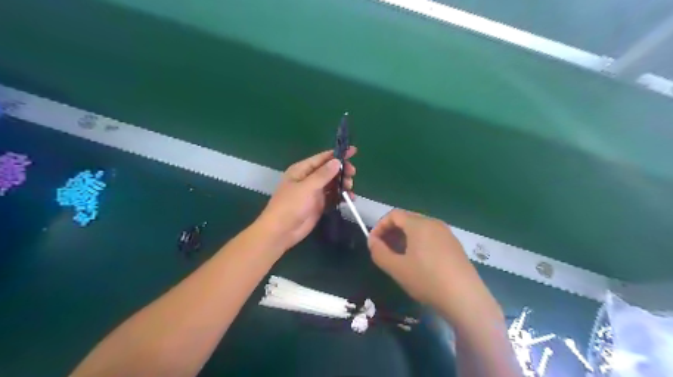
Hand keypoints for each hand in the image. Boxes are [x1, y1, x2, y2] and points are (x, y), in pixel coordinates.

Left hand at [256, 149, 353, 251]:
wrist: (282, 231)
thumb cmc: (291, 205)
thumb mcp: (307, 187)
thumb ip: (323, 174)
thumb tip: (337, 161)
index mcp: (301, 170)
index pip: (322, 158)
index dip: (337, 154)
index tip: (353, 152)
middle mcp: (308, 179)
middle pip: (329, 170)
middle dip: (341, 171)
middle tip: (352, 174)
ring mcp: (314, 192)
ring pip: (332, 184)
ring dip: (343, 184)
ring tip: (350, 188)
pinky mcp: (318, 205)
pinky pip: (333, 197)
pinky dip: (341, 196)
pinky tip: (350, 198)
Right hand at [367, 209, 498, 323]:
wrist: (465, 299)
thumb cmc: (427, 280)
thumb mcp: (397, 268)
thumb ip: (379, 252)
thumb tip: (372, 242)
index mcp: (419, 224)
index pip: (394, 215)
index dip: (379, 226)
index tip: (373, 243)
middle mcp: (434, 223)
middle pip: (407, 219)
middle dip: (391, 232)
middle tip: (383, 250)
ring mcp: (447, 234)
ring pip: (419, 229)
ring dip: (404, 238)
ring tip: (398, 256)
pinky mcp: (454, 245)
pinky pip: (431, 237)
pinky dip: (418, 243)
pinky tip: (417, 261)